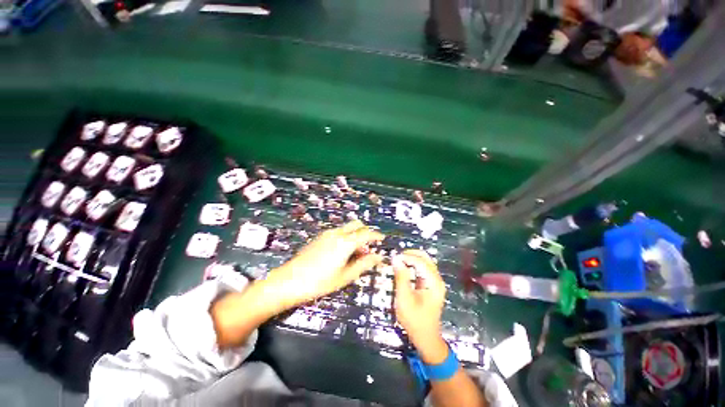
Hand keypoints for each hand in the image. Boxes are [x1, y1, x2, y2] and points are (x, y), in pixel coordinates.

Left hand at [265, 221, 383, 309]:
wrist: (288, 281)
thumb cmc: (320, 282)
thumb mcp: (345, 276)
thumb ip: (364, 264)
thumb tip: (379, 257)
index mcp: (345, 242)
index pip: (366, 234)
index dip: (376, 235)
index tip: (383, 239)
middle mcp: (337, 233)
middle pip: (357, 224)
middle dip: (366, 232)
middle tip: (369, 246)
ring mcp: (327, 233)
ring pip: (347, 228)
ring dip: (356, 235)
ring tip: (356, 253)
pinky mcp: (319, 237)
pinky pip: (338, 232)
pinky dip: (346, 236)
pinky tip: (343, 251)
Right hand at [393, 250, 448, 363]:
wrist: (426, 337)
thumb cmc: (414, 320)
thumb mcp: (404, 299)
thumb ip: (401, 277)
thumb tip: (396, 258)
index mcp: (433, 282)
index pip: (420, 261)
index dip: (406, 257)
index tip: (393, 257)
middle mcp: (437, 279)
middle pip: (425, 258)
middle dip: (410, 254)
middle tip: (396, 258)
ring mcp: (436, 282)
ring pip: (425, 261)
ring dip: (412, 258)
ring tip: (399, 261)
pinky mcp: (431, 285)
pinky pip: (423, 268)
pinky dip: (414, 265)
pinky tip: (405, 267)